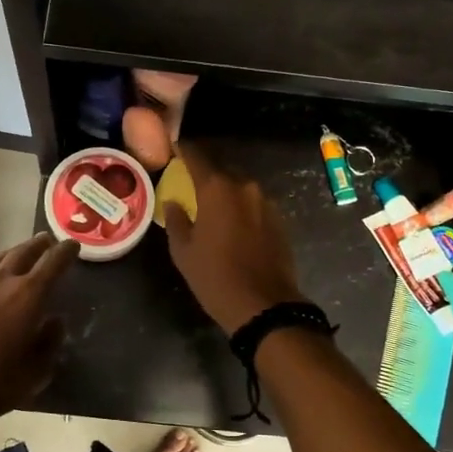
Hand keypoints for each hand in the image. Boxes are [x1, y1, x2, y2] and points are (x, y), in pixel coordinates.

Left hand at [0, 233, 79, 427]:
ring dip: (13, 253)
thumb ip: (48, 345)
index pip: (53, 263)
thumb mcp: (31, 376)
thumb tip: (55, 323)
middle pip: (24, 252)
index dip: (66, 252)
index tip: (74, 245)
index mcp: (27, 296)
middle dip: (39, 245)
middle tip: (48, 240)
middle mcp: (0, 280)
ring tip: (19, 254)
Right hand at [164, 144, 308, 334]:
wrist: (265, 305)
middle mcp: (244, 186)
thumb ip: (176, 220)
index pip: (197, 156)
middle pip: (221, 168)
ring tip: (210, 202)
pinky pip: (253, 203)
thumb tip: (174, 202)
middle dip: (205, 170)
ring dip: (225, 189)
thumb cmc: (215, 277)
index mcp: (217, 188)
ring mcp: (266, 202)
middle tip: (189, 177)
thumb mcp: (184, 251)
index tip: (173, 146)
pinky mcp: (279, 219)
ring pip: (240, 186)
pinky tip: (232, 221)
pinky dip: (241, 205)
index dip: (184, 149)